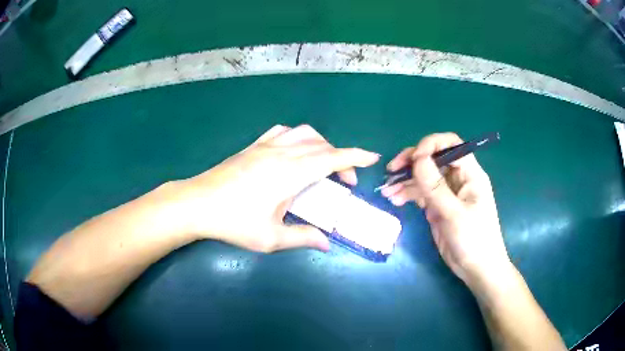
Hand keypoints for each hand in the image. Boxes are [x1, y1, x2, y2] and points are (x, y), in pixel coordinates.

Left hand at [174, 124, 379, 252]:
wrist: (197, 204)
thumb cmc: (233, 222)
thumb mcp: (270, 238)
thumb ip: (302, 237)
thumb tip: (327, 243)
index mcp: (290, 173)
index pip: (332, 158)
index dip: (355, 157)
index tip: (373, 157)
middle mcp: (281, 153)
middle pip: (322, 146)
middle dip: (341, 159)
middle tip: (344, 183)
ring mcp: (265, 146)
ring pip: (303, 133)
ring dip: (321, 145)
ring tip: (322, 164)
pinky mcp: (252, 146)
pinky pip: (281, 132)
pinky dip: (297, 137)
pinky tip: (294, 151)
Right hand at [381, 133, 510, 284]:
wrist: (476, 269)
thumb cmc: (474, 240)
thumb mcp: (454, 214)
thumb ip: (435, 187)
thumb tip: (417, 158)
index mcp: (470, 174)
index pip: (452, 145)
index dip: (431, 145)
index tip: (413, 158)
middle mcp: (458, 179)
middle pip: (434, 158)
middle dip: (412, 162)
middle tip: (392, 170)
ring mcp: (447, 193)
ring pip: (424, 176)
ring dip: (405, 181)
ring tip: (387, 191)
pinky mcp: (438, 207)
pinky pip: (420, 193)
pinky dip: (407, 194)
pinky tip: (394, 199)